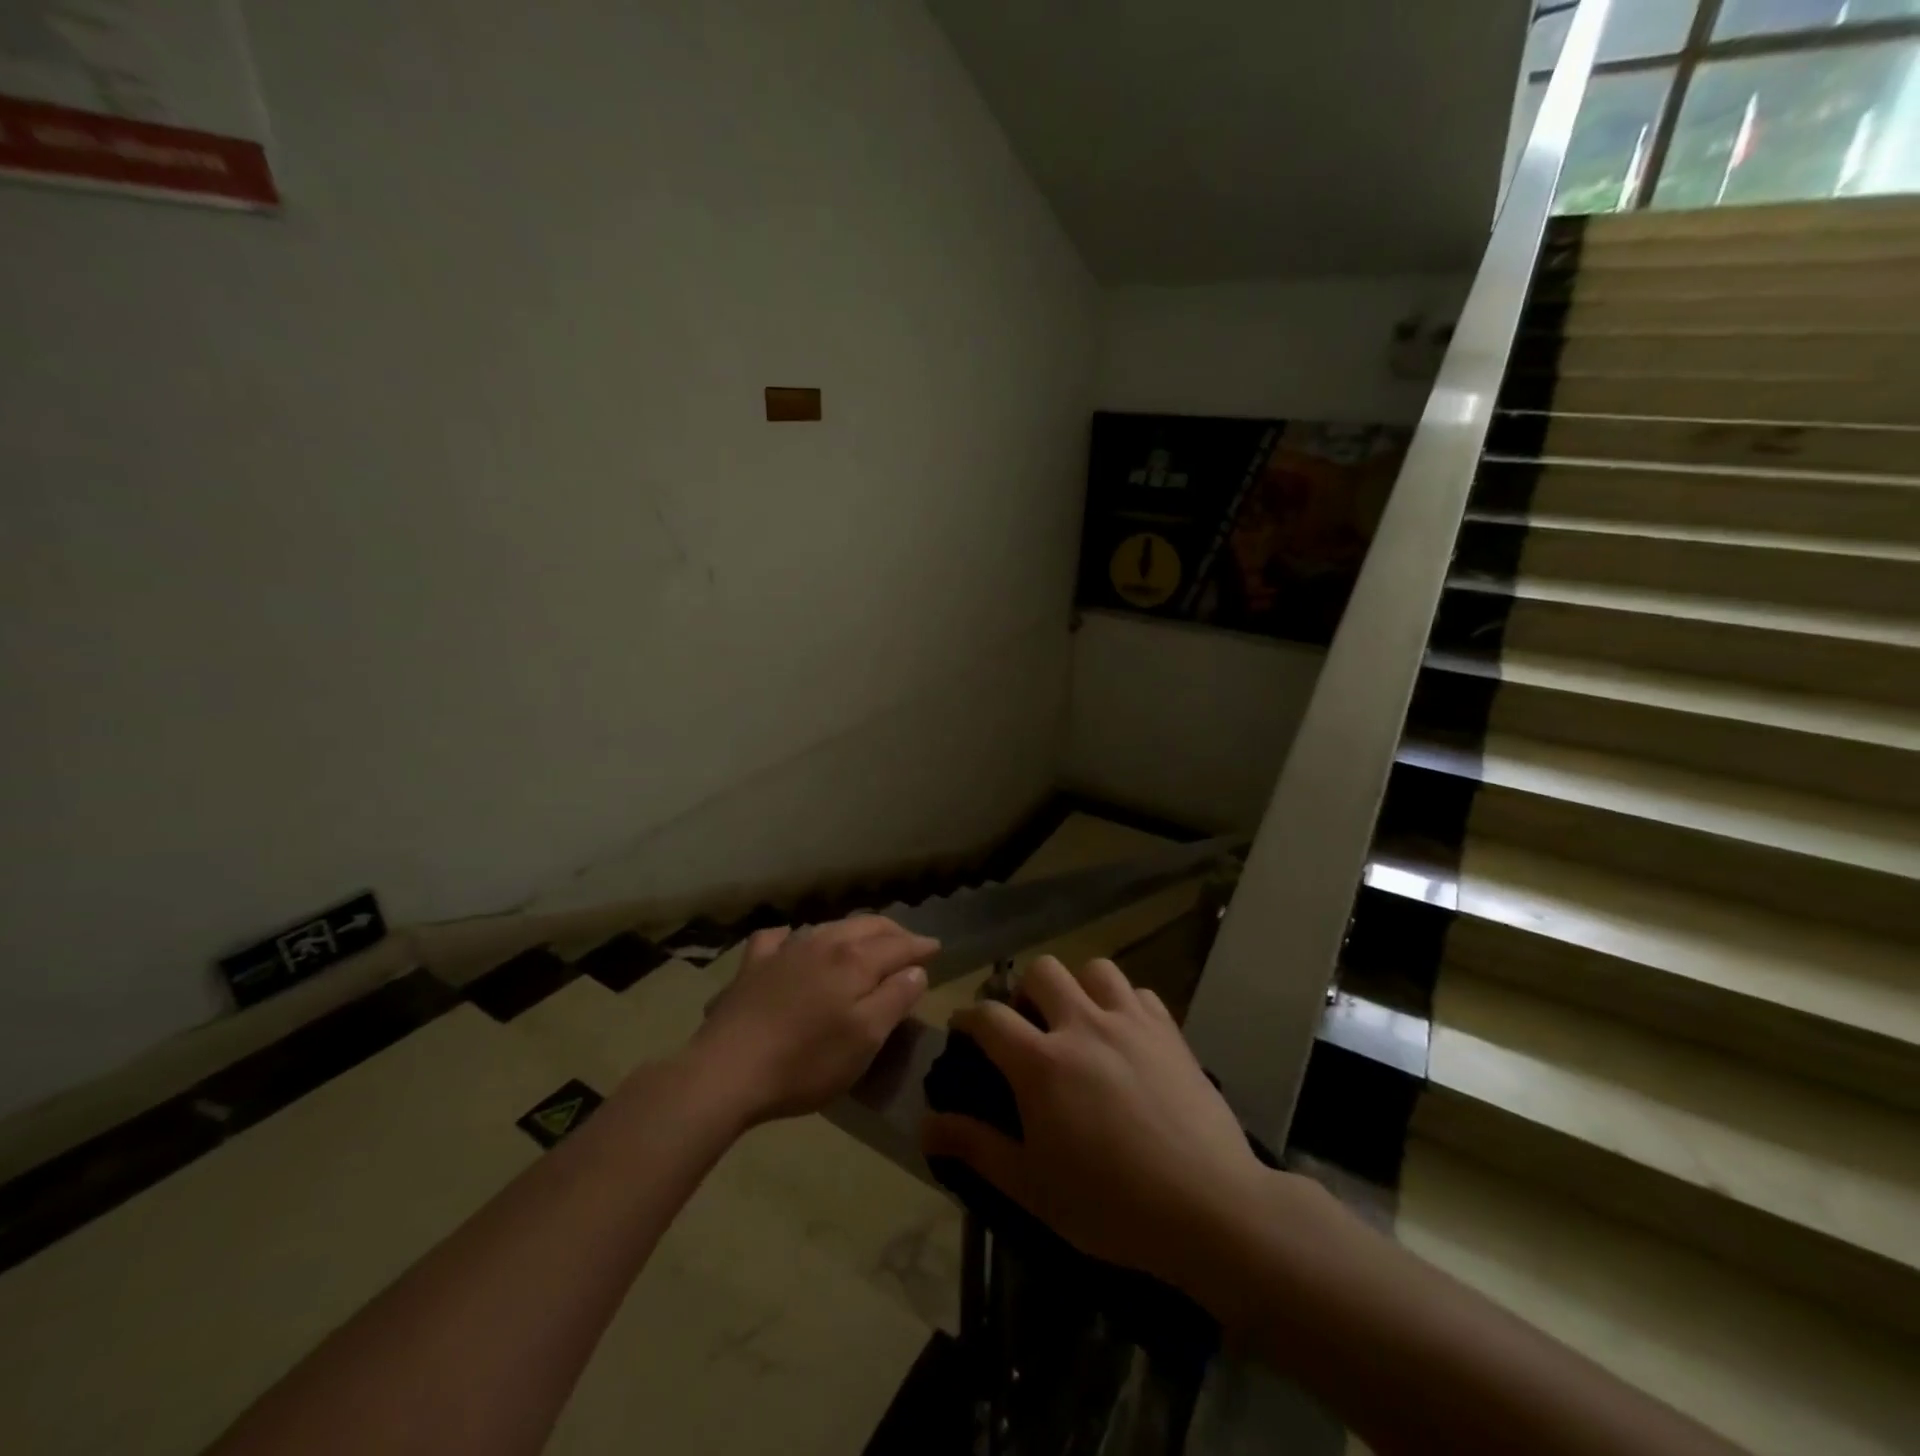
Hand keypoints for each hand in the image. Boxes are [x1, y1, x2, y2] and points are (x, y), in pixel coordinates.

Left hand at [690, 915, 935, 1125]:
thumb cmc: (806, 1061)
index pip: (898, 945)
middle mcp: (823, 942)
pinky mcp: (753, 965)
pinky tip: (793, 942)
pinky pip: (779, 937)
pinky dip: (795, 936)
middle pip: (866, 926)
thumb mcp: (865, 1039)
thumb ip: (895, 999)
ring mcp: (785, 950)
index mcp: (854, 960)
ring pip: (828, 926)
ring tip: (863, 942)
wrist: (727, 1071)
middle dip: (892, 932)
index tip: (936, 949)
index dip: (920, 946)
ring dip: (853, 931)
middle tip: (908, 943)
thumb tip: (916, 970)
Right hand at [921, 955, 1313, 1305]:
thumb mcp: (1032, 1187)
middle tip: (1029, 1026)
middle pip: (1042, 971)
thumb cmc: (1112, 1205)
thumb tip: (924, 1125)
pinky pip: (1139, 992)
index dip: (968, 1018)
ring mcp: (1130, 1021)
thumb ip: (976, 1148)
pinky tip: (1126, 1035)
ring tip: (1079, 1021)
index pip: (989, 1017)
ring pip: (1094, 968)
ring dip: (1078, 987)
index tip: (964, 1030)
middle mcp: (1082, 1025)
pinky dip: (1124, 1003)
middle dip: (1025, 990)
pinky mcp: (1168, 1029)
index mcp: (1042, 1062)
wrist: (1210, 1207)